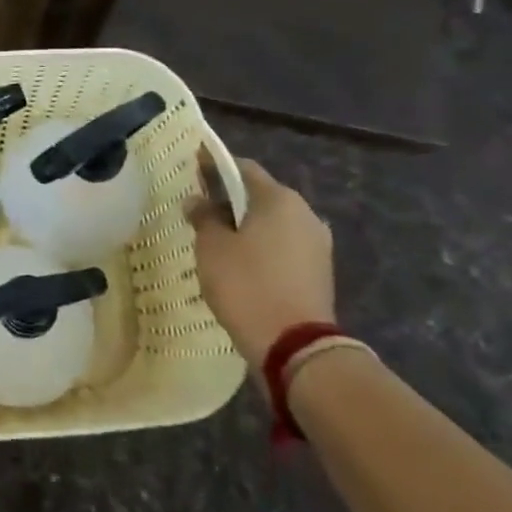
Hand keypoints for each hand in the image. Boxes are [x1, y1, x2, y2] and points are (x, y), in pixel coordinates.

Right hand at [186, 159, 334, 375]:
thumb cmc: (246, 284)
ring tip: (217, 239)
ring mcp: (317, 244)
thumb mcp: (212, 247)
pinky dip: (261, 248)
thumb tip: (198, 200)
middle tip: (200, 208)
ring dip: (246, 226)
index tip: (193, 168)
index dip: (215, 166)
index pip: (243, 168)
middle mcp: (305, 213)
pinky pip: (283, 247)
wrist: (294, 345)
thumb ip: (204, 217)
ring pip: (273, 223)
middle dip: (230, 199)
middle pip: (260, 195)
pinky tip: (240, 264)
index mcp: (279, 199)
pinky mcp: (319, 271)